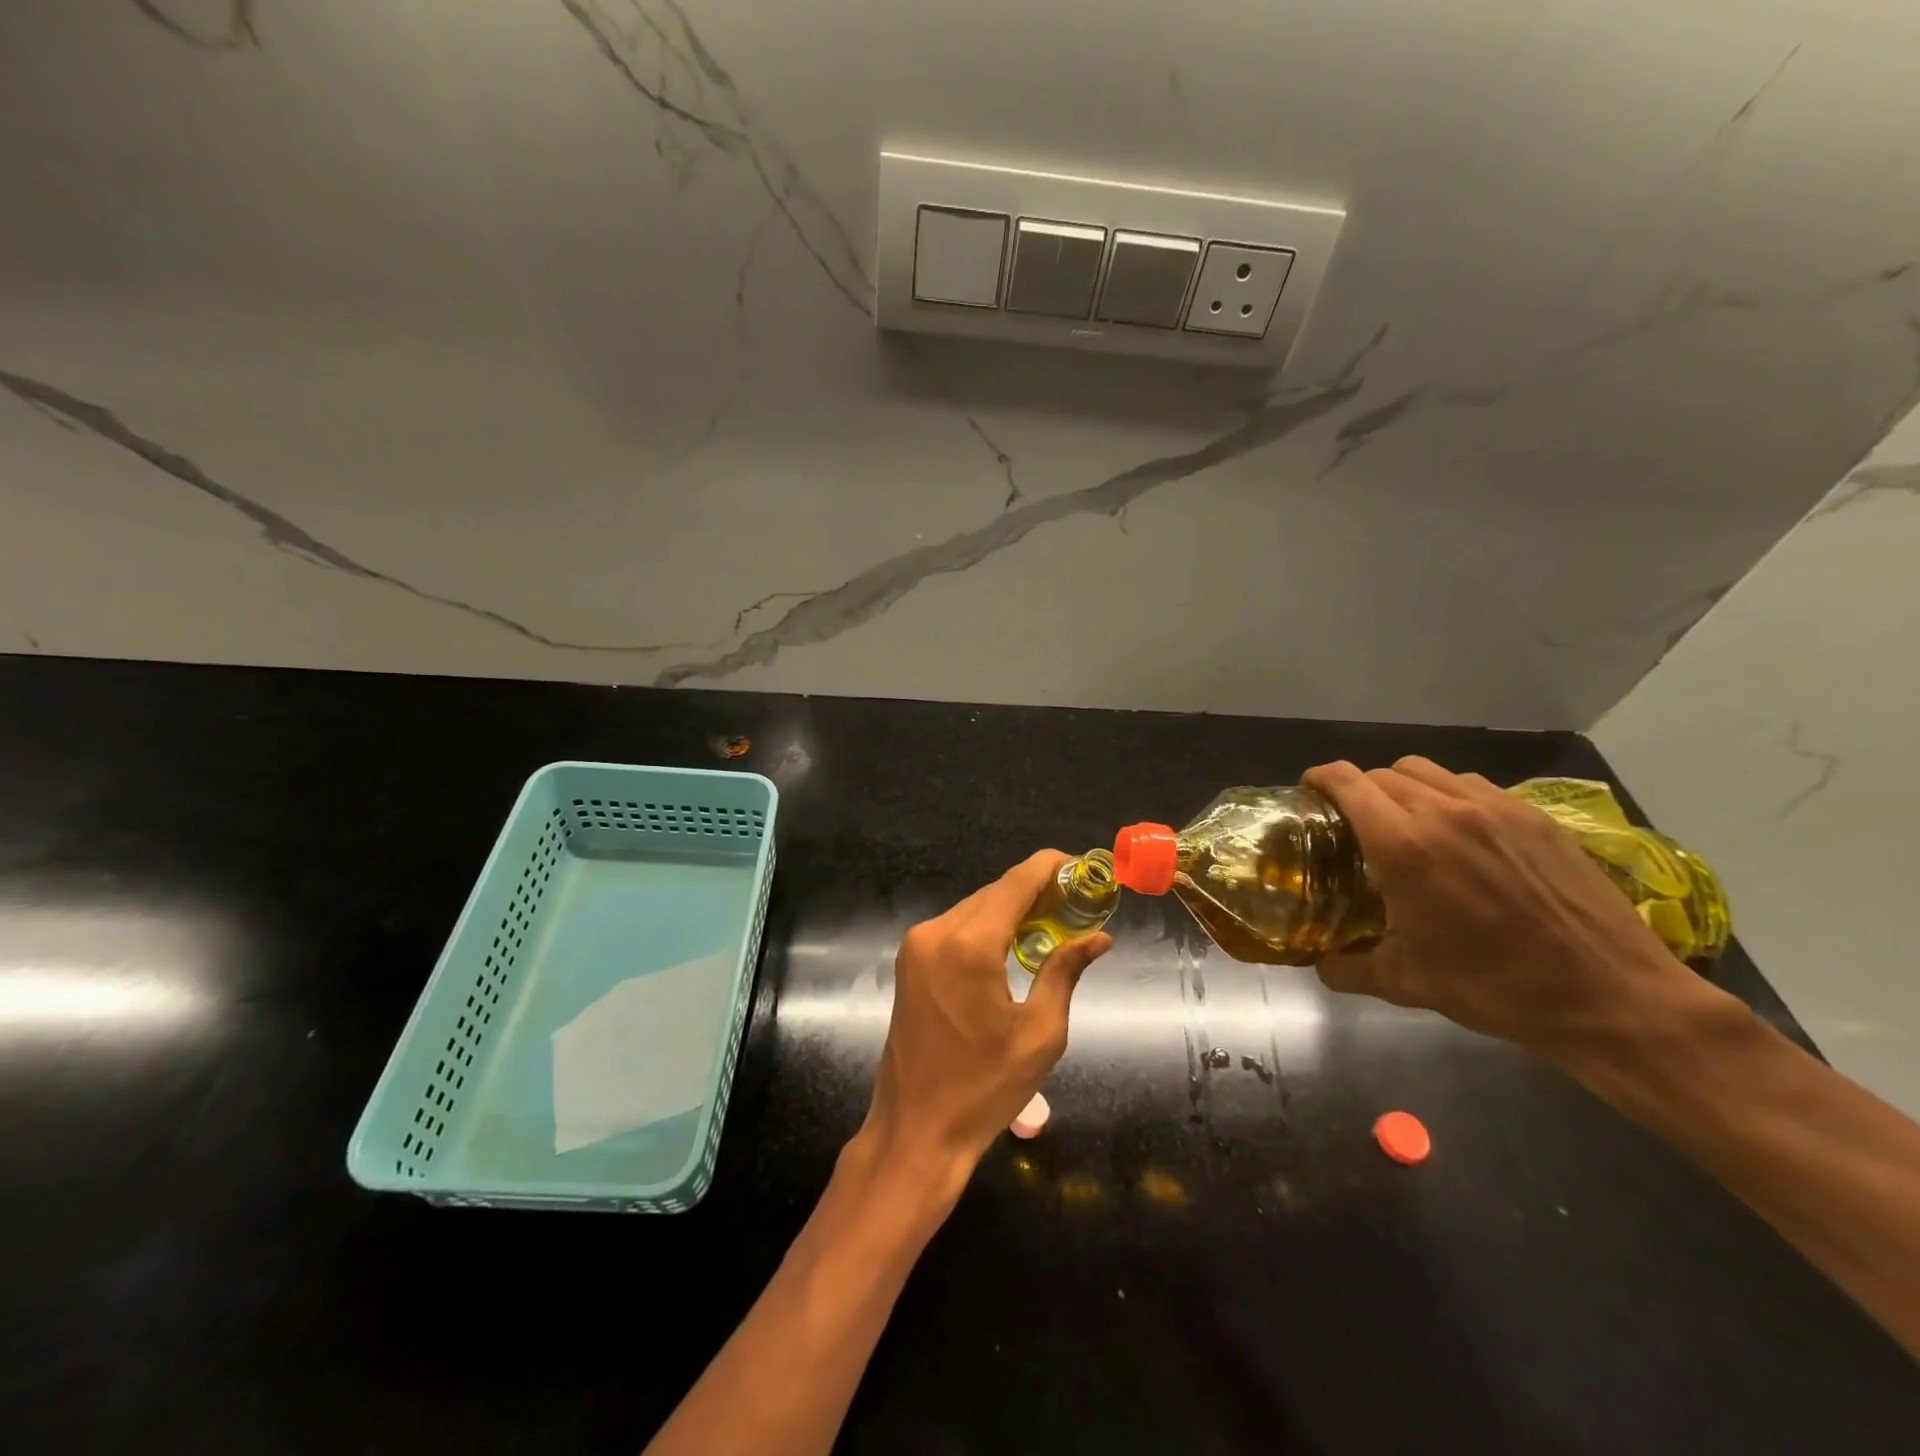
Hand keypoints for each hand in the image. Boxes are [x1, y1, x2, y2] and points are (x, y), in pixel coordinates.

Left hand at [857, 851, 1110, 1178]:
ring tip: (1053, 922)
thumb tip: (1099, 937)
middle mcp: (936, 932)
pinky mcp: (910, 960)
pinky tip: (1014, 943)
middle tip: (1077, 903)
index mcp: (968, 945)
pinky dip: (987, 926)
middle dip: (1035, 890)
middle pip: (994, 892)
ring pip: (975, 907)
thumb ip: (1065, 972)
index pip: (1015, 883)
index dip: (1049, 867)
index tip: (1081, 867)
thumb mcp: (1039, 1034)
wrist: (915, 1130)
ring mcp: (917, 945)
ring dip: (1011, 908)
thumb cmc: (984, 1089)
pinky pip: (956, 927)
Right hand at [1303, 757, 1702, 1053]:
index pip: (1346, 782)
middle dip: (1359, 791)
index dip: (1319, 779)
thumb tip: (1320, 964)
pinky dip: (1451, 796)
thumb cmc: (1497, 988)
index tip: (1310, 794)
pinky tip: (1462, 835)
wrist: (1612, 997)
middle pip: (1382, 773)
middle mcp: (1444, 812)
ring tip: (1409, 824)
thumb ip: (1347, 968)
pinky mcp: (1536, 816)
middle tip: (1357, 824)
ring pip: (1428, 771)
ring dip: (1404, 788)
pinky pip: (1473, 785)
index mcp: (1404, 846)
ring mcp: (1496, 808)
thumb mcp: (1406, 984)